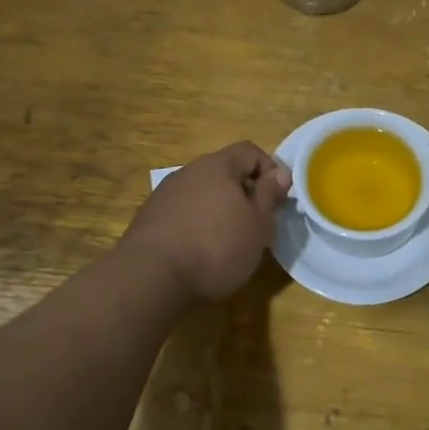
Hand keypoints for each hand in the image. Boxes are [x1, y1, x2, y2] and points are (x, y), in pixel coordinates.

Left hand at [119, 143, 290, 301]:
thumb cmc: (216, 248)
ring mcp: (164, 194)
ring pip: (202, 192)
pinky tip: (199, 251)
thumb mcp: (258, 224)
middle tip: (256, 222)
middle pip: (224, 171)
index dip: (269, 169)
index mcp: (217, 166)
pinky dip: (196, 223)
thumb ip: (269, 194)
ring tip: (228, 240)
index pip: (250, 150)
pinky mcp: (149, 218)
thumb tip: (279, 173)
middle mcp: (188, 171)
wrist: (151, 278)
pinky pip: (183, 211)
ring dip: (219, 208)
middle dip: (243, 191)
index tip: (277, 199)